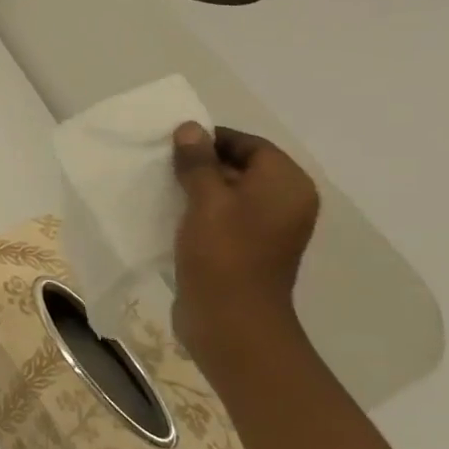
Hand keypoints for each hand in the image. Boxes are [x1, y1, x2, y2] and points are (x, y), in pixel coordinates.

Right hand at [170, 123, 318, 358]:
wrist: (231, 321)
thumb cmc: (223, 253)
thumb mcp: (206, 200)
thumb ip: (197, 161)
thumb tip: (189, 128)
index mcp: (287, 185)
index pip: (251, 144)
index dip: (212, 139)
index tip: (173, 143)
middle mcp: (284, 203)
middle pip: (241, 167)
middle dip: (201, 162)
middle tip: (162, 162)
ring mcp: (267, 229)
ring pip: (229, 193)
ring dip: (196, 187)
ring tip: (161, 186)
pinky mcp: (246, 249)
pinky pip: (222, 217)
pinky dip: (198, 211)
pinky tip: (169, 213)